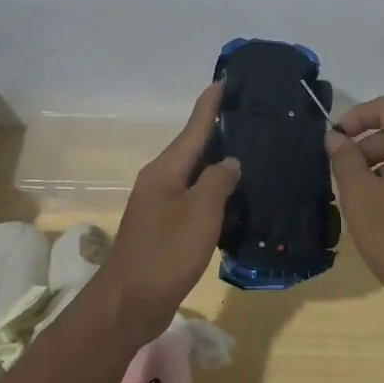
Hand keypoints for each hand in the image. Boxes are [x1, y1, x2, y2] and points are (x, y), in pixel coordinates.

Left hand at [91, 83, 240, 343]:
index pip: (193, 128)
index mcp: (165, 170)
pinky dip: (215, 192)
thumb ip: (218, 181)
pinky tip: (236, 197)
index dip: (210, 104)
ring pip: (195, 175)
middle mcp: (160, 181)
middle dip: (219, 130)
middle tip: (252, 116)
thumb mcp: (200, 212)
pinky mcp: (167, 229)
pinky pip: (196, 200)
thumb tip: (230, 161)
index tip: (226, 80)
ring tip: (251, 152)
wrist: (130, 302)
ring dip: (219, 162)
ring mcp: (161, 206)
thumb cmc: (166, 252)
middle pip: (193, 148)